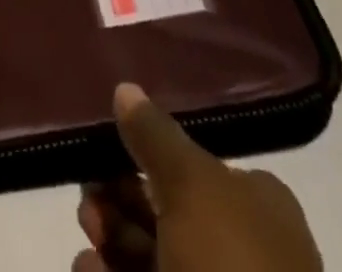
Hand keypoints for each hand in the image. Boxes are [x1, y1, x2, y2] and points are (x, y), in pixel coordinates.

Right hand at [74, 84, 321, 271]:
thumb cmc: (230, 266)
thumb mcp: (191, 184)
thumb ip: (154, 135)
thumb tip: (125, 88)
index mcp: (255, 205)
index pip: (193, 167)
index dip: (147, 157)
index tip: (106, 153)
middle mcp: (239, 248)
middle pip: (166, 212)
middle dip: (120, 202)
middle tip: (87, 199)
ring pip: (152, 256)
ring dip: (112, 241)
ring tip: (86, 235)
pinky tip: (86, 269)